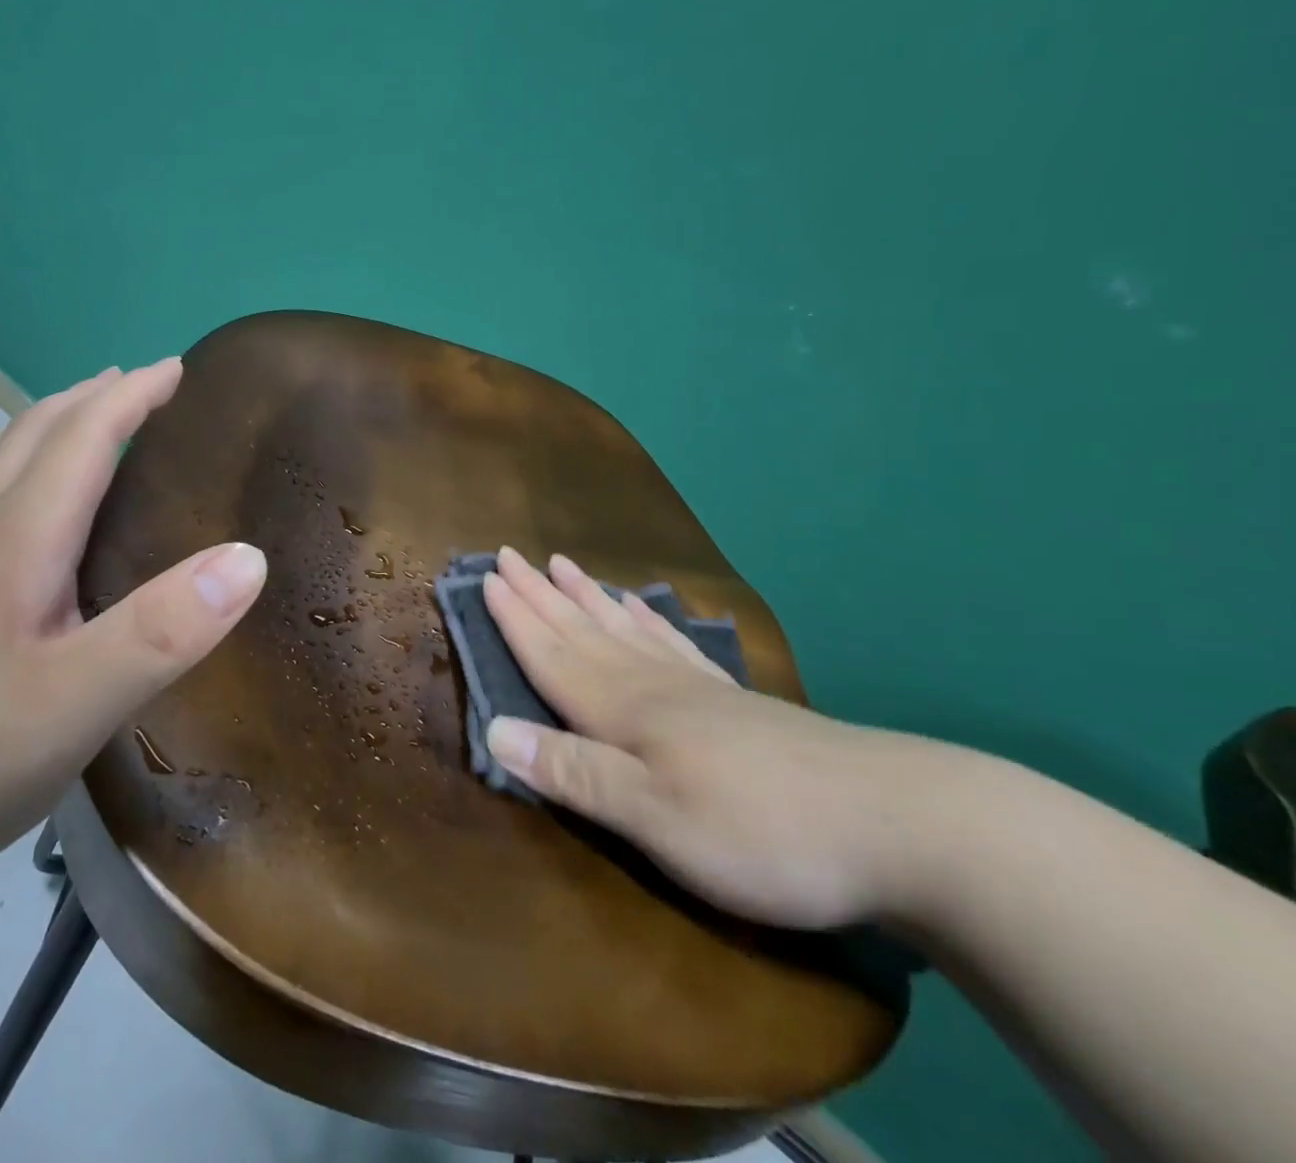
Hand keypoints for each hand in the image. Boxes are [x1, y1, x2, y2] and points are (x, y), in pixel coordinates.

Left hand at [0, 359, 268, 926]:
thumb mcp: (73, 706)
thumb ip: (164, 630)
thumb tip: (250, 557)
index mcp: (10, 545)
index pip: (80, 441)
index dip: (132, 398)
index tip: (177, 367)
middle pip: (25, 440)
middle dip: (87, 401)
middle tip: (133, 383)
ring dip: (36, 431)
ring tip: (70, 424)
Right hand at [481, 547, 938, 930]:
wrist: (900, 825)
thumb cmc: (761, 831)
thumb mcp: (656, 820)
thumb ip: (574, 774)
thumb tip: (494, 729)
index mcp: (625, 711)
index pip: (553, 654)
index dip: (516, 619)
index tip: (487, 577)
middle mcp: (653, 685)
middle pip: (583, 629)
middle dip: (541, 595)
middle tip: (511, 555)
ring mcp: (699, 688)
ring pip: (625, 629)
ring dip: (588, 598)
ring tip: (564, 565)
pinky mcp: (737, 702)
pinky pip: (674, 645)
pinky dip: (648, 621)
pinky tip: (646, 611)